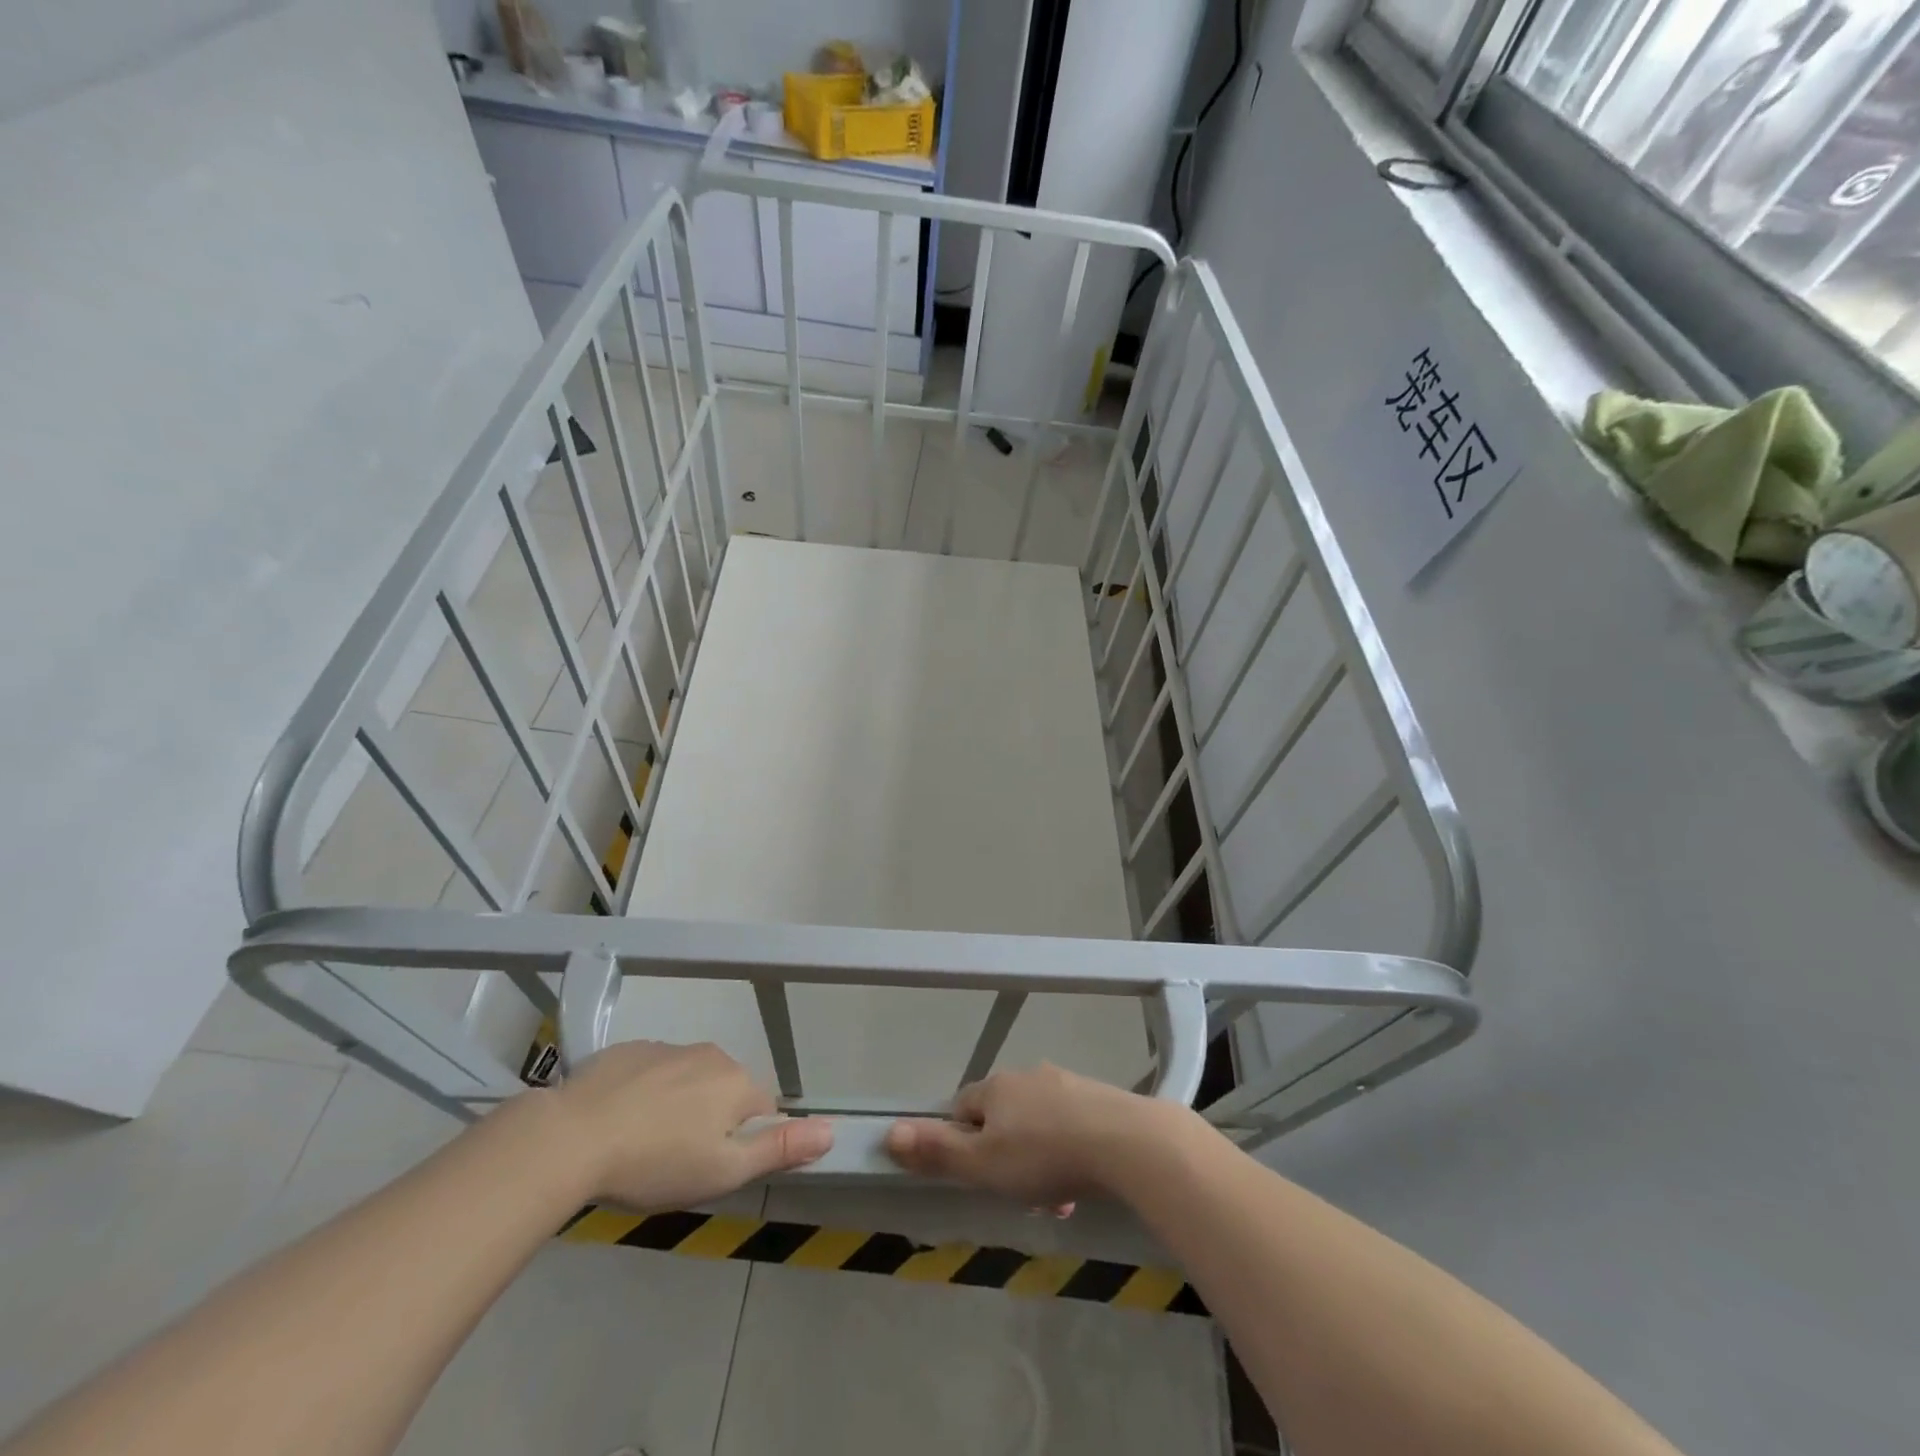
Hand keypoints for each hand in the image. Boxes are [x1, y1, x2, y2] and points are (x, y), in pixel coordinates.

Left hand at [553, 1041, 832, 1209]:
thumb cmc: (656, 1161)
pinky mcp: (628, 1050)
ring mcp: (668, 1047)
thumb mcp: (724, 1171)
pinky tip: (616, 1123)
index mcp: (737, 1083)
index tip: (710, 1167)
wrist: (572, 1137)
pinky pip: (650, 1072)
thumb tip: (832, 1130)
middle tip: (675, 1161)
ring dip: (676, 1105)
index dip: (741, 1142)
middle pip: (724, 1091)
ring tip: (641, 1145)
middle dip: (709, 1120)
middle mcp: (711, 1055)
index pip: (762, 1109)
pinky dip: (642, 1093)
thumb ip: (779, 1149)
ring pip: (687, 1080)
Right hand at [884, 1064, 1194, 1205]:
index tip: (974, 1174)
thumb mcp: (983, 1164)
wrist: (1124, 1141)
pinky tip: (1079, 1186)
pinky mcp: (1096, 1099)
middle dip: (1003, 1154)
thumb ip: (937, 1151)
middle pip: (1002, 1116)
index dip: (961, 1140)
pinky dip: (1067, 1154)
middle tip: (1014, 1192)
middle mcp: (1028, 1077)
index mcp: (996, 1087)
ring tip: (1052, 1199)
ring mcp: (1065, 1084)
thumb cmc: (1044, 1155)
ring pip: (1037, 1124)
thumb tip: (888, 1132)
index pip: (962, 1106)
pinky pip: (1070, 1126)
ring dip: (1037, 1159)